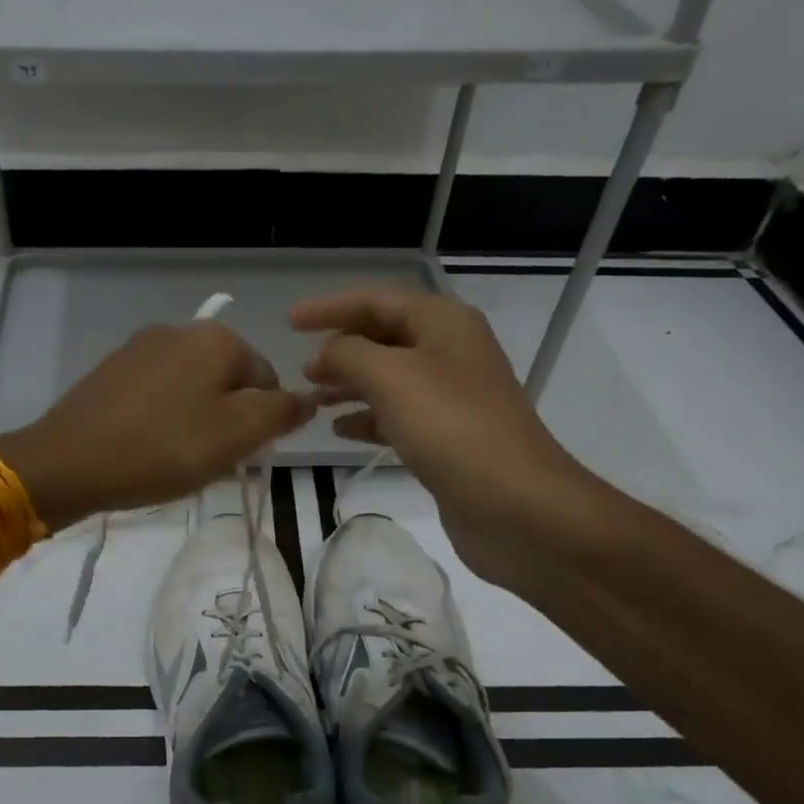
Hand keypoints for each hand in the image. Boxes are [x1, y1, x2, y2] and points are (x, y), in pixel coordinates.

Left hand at [0, 323, 315, 530]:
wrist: (68, 461)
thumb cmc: (163, 448)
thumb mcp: (238, 434)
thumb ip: (281, 412)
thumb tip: (306, 399)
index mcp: (217, 338)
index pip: (267, 380)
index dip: (261, 424)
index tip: (237, 456)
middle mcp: (180, 330)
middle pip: (228, 382)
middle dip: (227, 421)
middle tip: (206, 461)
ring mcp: (140, 347)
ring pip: (192, 389)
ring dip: (195, 422)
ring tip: (174, 458)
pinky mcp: (111, 370)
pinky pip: (156, 394)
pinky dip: (162, 419)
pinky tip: (146, 447)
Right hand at [290, 290, 601, 582]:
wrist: (515, 503)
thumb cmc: (450, 427)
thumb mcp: (390, 377)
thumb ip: (349, 354)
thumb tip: (327, 352)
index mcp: (443, 323)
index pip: (376, 300)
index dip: (330, 308)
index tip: (289, 322)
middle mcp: (450, 352)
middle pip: (384, 337)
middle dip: (340, 349)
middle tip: (301, 369)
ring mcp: (452, 396)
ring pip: (388, 379)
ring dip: (349, 385)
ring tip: (311, 400)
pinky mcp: (448, 437)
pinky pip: (398, 415)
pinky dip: (367, 418)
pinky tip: (340, 430)